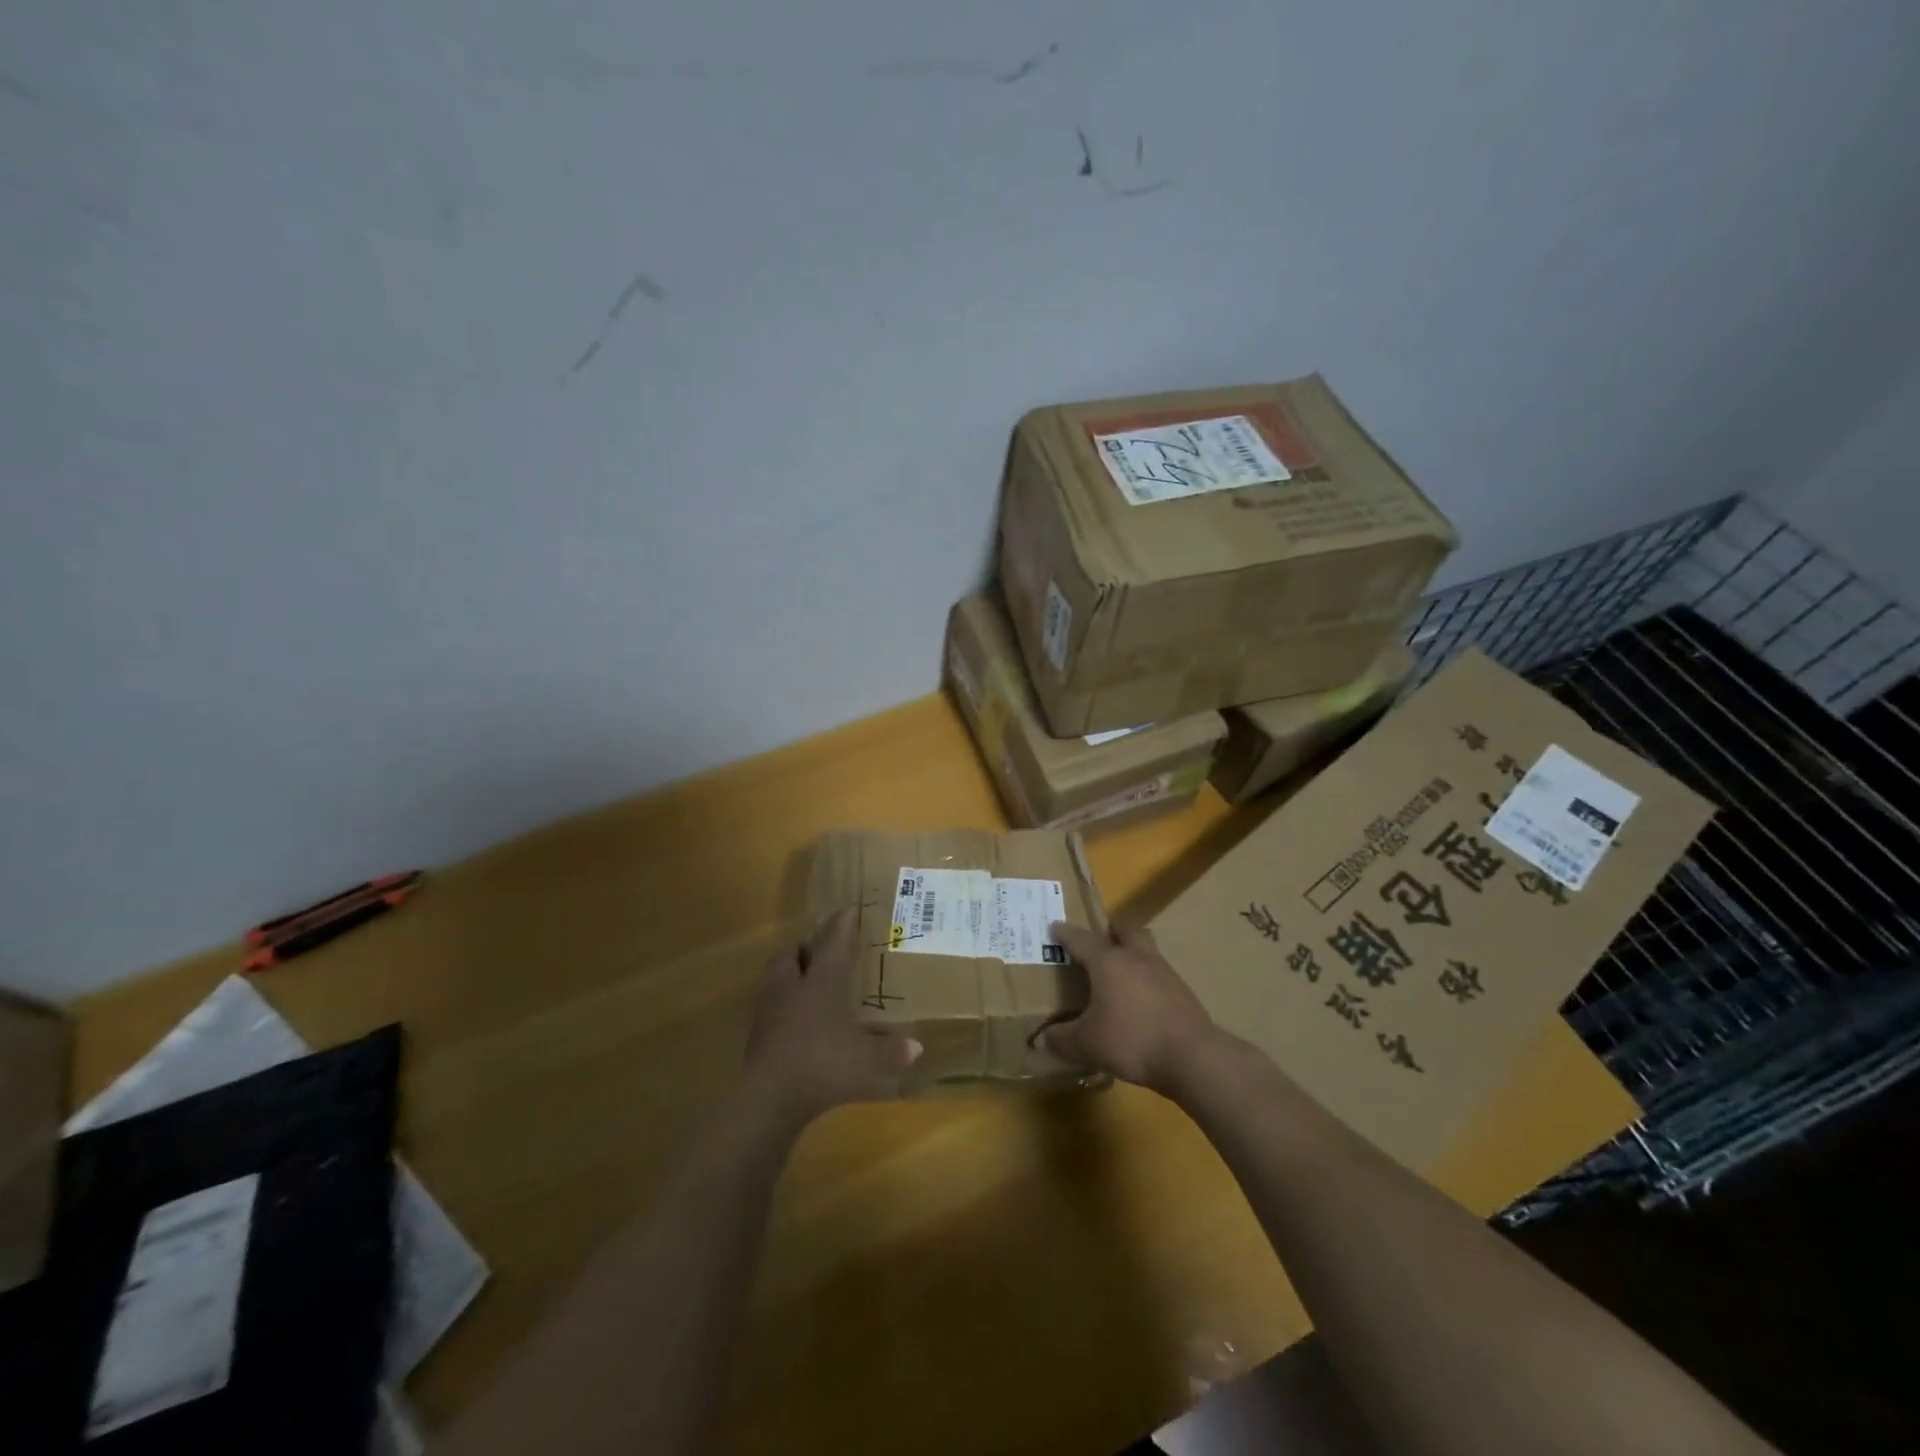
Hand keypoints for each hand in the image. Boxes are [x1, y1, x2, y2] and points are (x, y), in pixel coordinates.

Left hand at [742, 906, 922, 1123]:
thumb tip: (917, 1048)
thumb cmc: (823, 1064)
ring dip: (790, 974)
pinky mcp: (757, 1034)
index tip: (850, 909)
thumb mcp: (867, 1060)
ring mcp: (769, 1010)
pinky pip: (771, 1007)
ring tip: (806, 982)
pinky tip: (797, 1021)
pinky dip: (783, 1006)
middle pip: (792, 954)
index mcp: (821, 981)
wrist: (769, 1098)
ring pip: (775, 978)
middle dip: (805, 948)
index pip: (835, 942)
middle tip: (820, 950)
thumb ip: (891, 1052)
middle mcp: (792, 987)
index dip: (844, 924)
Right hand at [1042, 920, 1219, 1092]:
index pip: (1081, 939)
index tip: (1054, 927)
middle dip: (1110, 929)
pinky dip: (1147, 978)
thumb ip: (1062, 1039)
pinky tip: (1141, 999)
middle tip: (1099, 939)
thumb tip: (1041, 1040)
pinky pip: (1159, 973)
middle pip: (1124, 929)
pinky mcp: (1182, 991)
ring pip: (1145, 948)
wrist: (1192, 1056)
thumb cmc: (1132, 1041)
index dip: (1065, 933)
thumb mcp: (1087, 1044)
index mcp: (1108, 962)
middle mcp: (1136, 957)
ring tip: (1120, 970)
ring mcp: (1163, 972)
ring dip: (1132, 951)